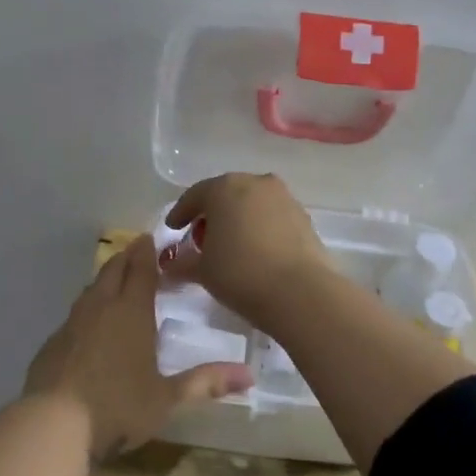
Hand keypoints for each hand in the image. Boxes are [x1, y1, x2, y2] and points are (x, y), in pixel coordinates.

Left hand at [23, 235, 251, 460]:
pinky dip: (87, 309)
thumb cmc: (118, 407)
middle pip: (112, 271)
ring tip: (115, 281)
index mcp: (131, 313)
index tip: (150, 238)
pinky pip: (75, 315)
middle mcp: (100, 309)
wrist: (52, 424)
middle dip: (126, 258)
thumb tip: (250, 376)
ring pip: (91, 290)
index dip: (147, 253)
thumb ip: (205, 382)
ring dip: (105, 280)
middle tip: (136, 251)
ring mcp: (72, 324)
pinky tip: (90, 325)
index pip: (141, 271)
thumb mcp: (167, 398)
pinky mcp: (52, 343)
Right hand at [165, 173, 338, 327]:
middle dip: (212, 214)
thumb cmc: (240, 273)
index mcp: (224, 188)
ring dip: (239, 219)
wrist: (300, 292)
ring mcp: (284, 198)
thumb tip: (170, 265)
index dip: (180, 213)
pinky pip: (273, 217)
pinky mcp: (304, 218)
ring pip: (252, 204)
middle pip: (226, 194)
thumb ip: (183, 263)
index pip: (195, 196)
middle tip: (201, 237)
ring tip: (231, 245)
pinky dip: (260, 228)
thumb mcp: (202, 270)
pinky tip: (256, 250)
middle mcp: (255, 183)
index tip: (173, 228)